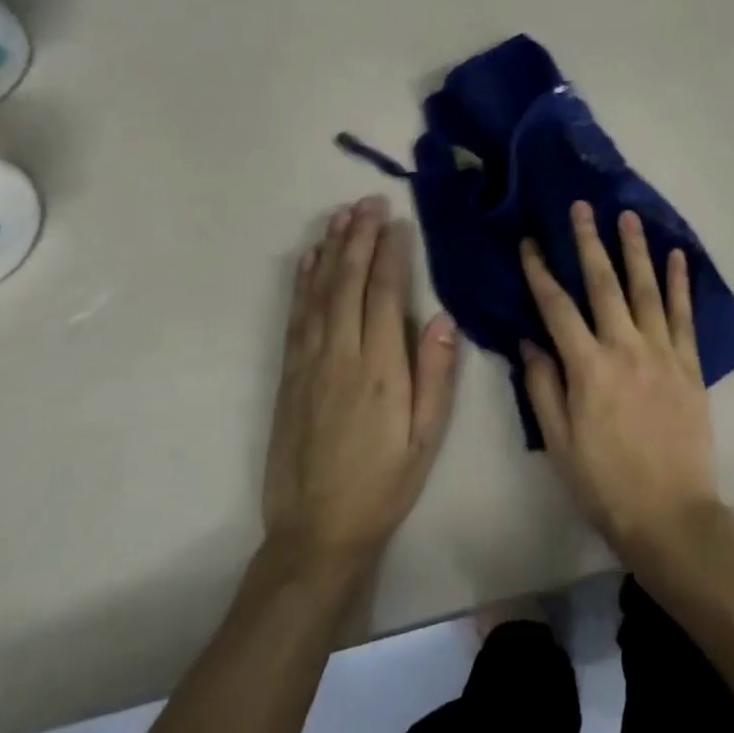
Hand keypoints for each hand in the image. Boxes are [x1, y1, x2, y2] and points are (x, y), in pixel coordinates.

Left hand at [263, 196, 460, 570]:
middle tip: (368, 200)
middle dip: (359, 236)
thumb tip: (443, 317)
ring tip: (340, 214)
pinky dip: (302, 282)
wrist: (315, 532)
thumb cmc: (383, 484)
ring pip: (318, 292)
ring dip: (330, 249)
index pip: (385, 294)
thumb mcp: (426, 438)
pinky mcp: (289, 374)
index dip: (391, 253)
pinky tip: (308, 260)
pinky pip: (296, 316)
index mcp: (380, 368)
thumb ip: (437, 375)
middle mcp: (340, 354)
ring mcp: (308, 362)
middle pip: (348, 282)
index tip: (397, 220)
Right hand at [520, 201, 722, 562]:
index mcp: (587, 368)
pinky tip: (677, 256)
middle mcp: (624, 348)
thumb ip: (542, 386)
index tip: (530, 242)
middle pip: (603, 284)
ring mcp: (661, 352)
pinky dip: (680, 283)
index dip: (541, 272)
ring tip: (628, 216)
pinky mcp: (690, 364)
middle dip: (589, 242)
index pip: (557, 307)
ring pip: (646, 289)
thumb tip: (529, 339)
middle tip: (582, 207)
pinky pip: (683, 315)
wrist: (671, 515)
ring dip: (635, 250)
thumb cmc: (605, 483)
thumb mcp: (558, 441)